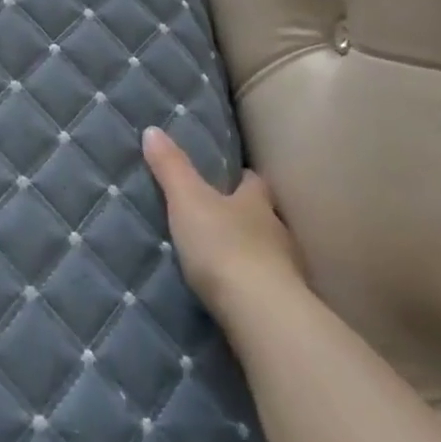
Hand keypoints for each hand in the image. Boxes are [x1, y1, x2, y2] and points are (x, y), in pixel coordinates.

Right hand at [142, 126, 303, 328]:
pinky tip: (235, 291)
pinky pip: (267, 285)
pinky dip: (253, 284)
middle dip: (245, 215)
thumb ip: (171, 168)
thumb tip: (153, 129)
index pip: (253, 182)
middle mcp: (277, 230)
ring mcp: (287, 269)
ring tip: (223, 257)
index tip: (227, 176)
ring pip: (268, 251)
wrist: (260, 312)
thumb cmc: (223, 245)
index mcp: (256, 202)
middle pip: (263, 216)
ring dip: (250, 251)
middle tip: (218, 217)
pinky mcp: (285, 304)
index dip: (240, 177)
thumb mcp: (187, 200)